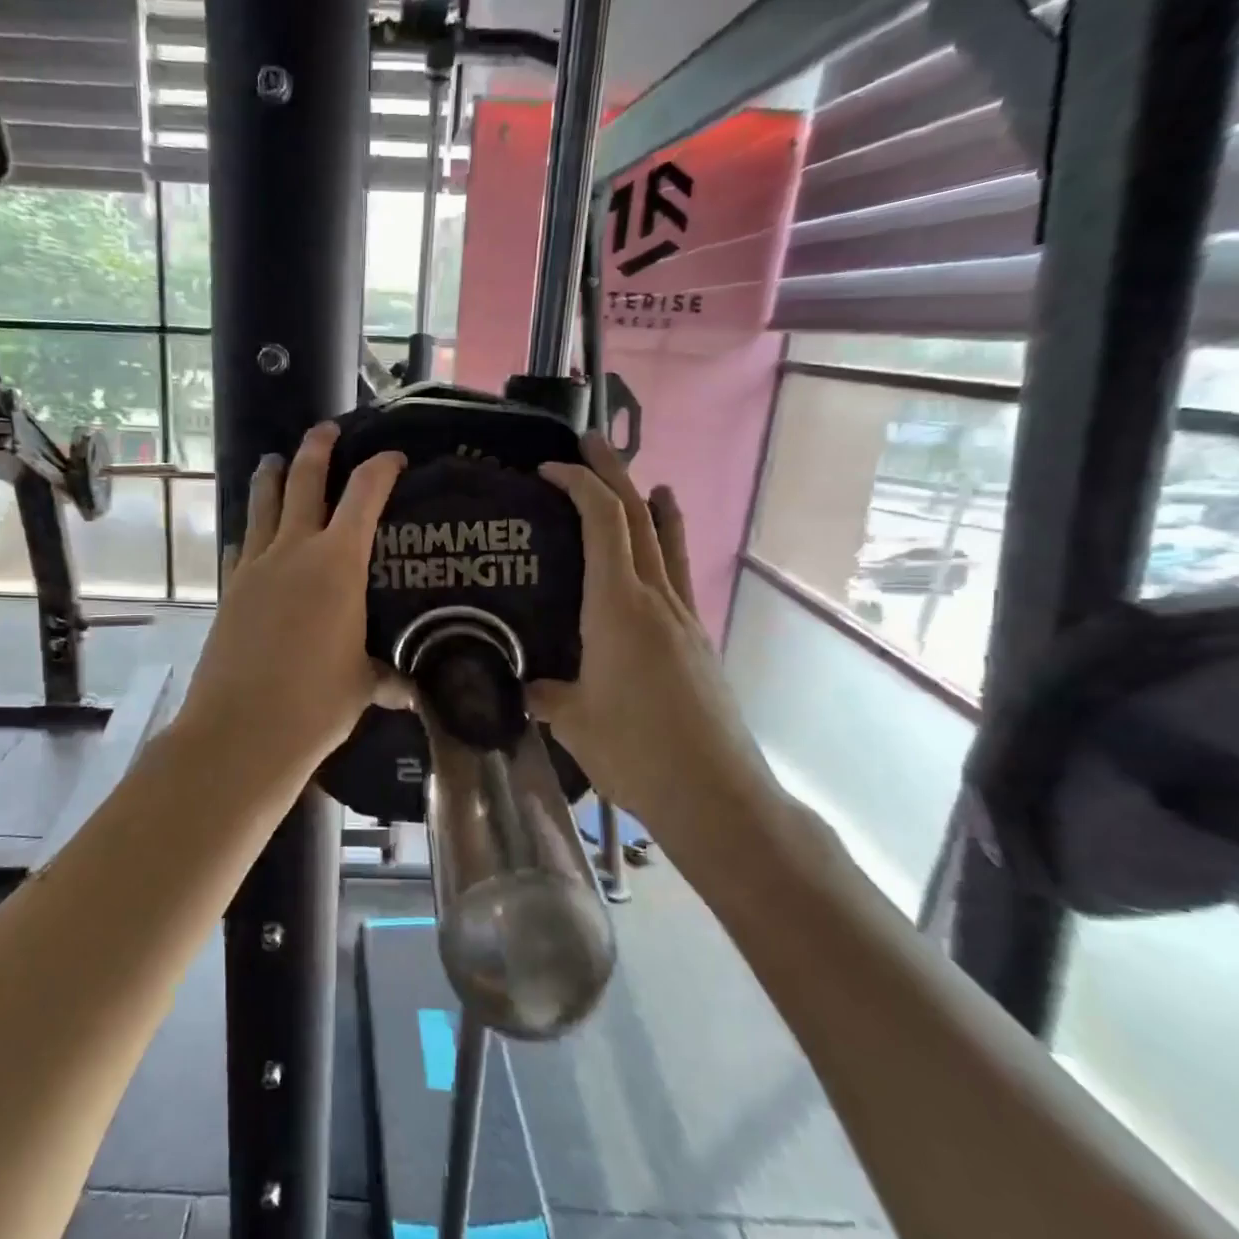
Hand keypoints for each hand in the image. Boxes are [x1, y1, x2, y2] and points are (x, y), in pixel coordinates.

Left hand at [175, 421, 406, 780]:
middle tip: (326, 429)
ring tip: (275, 460)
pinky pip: (241, 546)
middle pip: (305, 482)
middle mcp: (294, 551)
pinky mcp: (229, 590)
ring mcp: (255, 568)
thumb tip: (411, 689)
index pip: (365, 496)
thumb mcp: (364, 685)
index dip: (381, 469)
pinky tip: (248, 534)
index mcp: (338, 564)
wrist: (241, 731)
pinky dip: (249, 531)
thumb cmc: (316, 704)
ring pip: (264, 505)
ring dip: (272, 477)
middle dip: (317, 450)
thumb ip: (388, 676)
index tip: (393, 457)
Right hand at [531, 434, 781, 835]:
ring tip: (646, 482)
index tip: (548, 468)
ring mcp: (684, 619)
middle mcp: (657, 599)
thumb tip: (523, 684)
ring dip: (651, 506)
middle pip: (639, 518)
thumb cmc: (636, 750)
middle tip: (589, 445)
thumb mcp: (572, 721)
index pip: (603, 522)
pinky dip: (667, 549)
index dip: (578, 485)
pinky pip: (677, 577)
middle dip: (613, 474)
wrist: (716, 793)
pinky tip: (660, 560)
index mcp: (619, 607)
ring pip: (667, 544)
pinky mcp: (696, 642)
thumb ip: (543, 693)